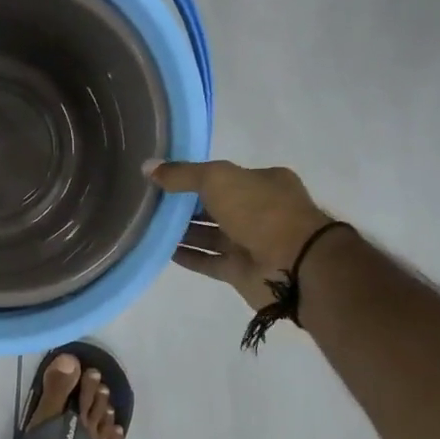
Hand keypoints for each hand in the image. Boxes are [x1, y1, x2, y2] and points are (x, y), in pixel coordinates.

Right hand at [146, 159, 333, 311]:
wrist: (293, 264)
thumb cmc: (260, 210)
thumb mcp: (217, 179)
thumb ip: (182, 174)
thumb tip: (147, 167)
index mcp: (264, 183)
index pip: (224, 177)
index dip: (195, 177)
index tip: (165, 180)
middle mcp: (259, 211)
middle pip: (216, 206)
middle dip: (187, 206)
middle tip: (151, 204)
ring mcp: (251, 243)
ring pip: (211, 235)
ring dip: (184, 232)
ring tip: (150, 226)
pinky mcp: (240, 271)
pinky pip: (209, 261)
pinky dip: (188, 256)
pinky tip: (163, 250)